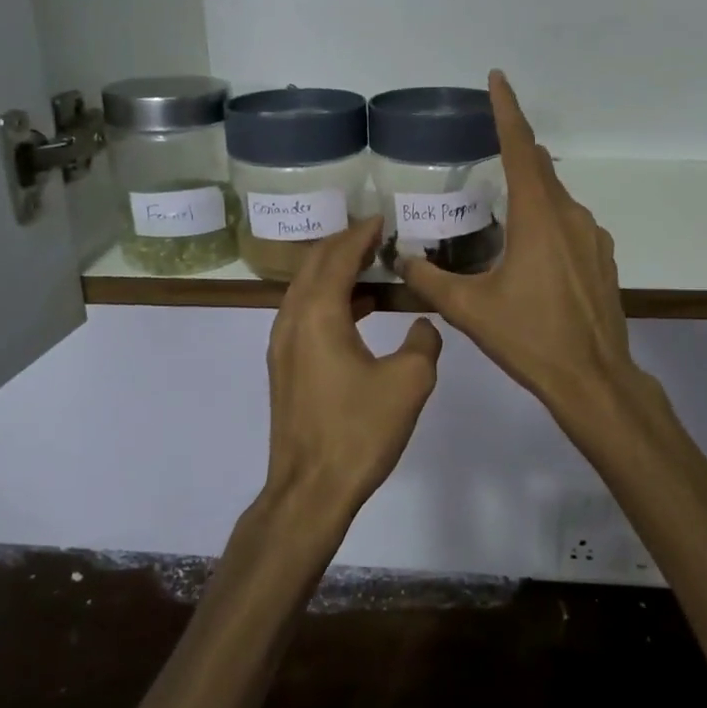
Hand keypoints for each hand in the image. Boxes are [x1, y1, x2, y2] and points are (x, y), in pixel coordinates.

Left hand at [264, 218, 442, 525]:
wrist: (310, 489)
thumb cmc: (359, 431)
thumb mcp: (409, 382)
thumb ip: (424, 341)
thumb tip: (423, 324)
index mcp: (319, 314)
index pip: (339, 257)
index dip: (361, 234)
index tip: (382, 218)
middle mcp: (292, 320)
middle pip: (314, 265)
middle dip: (344, 244)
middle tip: (375, 234)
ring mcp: (282, 344)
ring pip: (306, 289)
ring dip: (335, 271)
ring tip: (371, 265)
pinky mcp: (285, 367)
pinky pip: (304, 313)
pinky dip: (329, 299)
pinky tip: (359, 310)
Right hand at [400, 71, 637, 420]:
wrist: (593, 379)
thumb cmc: (529, 338)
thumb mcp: (469, 309)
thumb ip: (428, 278)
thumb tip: (400, 257)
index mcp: (538, 217)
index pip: (520, 147)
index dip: (507, 110)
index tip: (498, 79)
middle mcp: (570, 216)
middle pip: (539, 168)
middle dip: (514, 151)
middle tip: (485, 149)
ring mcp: (592, 237)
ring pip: (556, 198)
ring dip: (530, 193)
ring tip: (500, 212)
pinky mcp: (602, 258)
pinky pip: (570, 224)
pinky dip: (547, 221)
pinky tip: (530, 252)